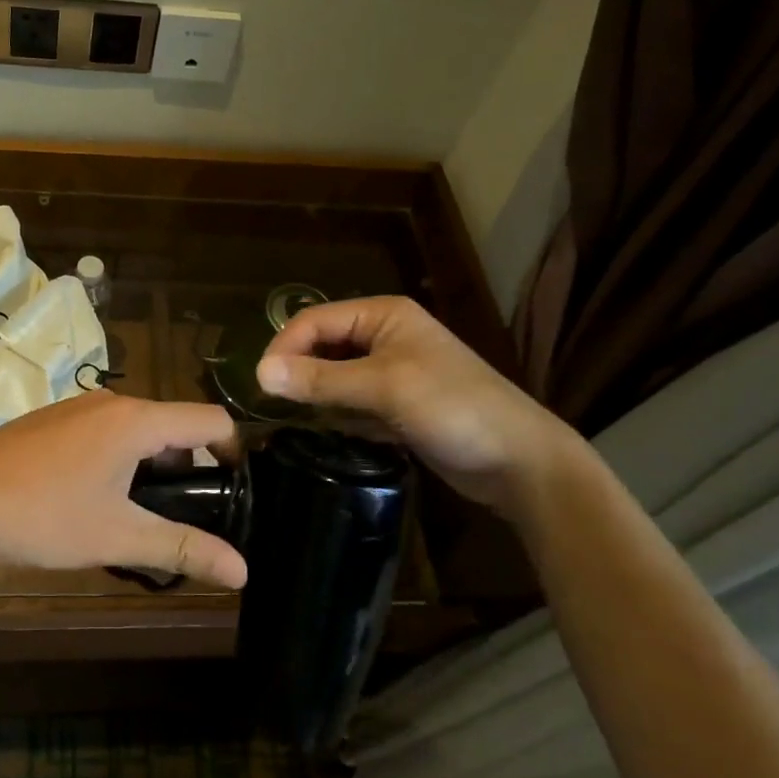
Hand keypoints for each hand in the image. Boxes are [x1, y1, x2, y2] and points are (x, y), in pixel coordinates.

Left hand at [0, 392, 246, 587]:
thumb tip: (243, 570)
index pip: (210, 420)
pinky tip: (98, 503)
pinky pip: (107, 433)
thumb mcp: (116, 535)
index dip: (234, 454)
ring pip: (139, 431)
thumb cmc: (40, 515)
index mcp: (136, 419)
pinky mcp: (55, 421)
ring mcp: (79, 408)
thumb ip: (183, 548)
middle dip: (189, 470)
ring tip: (141, 519)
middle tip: (185, 520)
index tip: (235, 495)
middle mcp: (112, 401)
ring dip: (152, 469)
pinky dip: (121, 461)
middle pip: (175, 426)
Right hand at [256, 296, 588, 513]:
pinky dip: (341, 416)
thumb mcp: (383, 388)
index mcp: (382, 316)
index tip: (262, 386)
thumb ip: (320, 380)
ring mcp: (392, 372)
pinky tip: (340, 433)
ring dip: (319, 397)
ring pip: (334, 377)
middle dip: (301, 373)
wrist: (519, 461)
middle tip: (277, 407)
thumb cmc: (453, 408)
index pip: (314, 320)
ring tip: (304, 422)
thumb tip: (260, 373)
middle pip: (322, 347)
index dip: (285, 348)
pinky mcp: (397, 405)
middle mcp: (384, 336)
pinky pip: (352, 402)